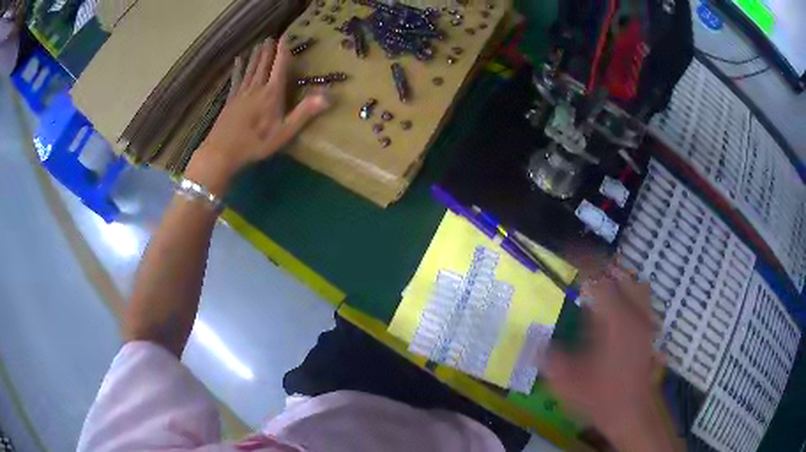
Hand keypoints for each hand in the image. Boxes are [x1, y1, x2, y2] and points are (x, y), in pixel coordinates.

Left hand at [185, 37, 330, 195]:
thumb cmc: (255, 144)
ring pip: (251, 69)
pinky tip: (238, 61)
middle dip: (268, 50)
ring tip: (259, 44)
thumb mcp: (284, 132)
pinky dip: (239, 68)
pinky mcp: (230, 100)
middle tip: (271, 37)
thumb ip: (304, 113)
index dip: (283, 51)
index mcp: (271, 94)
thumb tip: (328, 96)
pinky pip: (236, 79)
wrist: (221, 153)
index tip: (285, 36)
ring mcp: (241, 93)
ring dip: (256, 56)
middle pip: (264, 65)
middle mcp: (257, 88)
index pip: (279, 67)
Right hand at [545, 264, 662, 441]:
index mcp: (614, 320)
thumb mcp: (567, 381)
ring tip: (601, 281)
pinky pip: (642, 300)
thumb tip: (530, 341)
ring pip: (636, 284)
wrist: (633, 412)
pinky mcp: (649, 332)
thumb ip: (549, 357)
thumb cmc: (602, 397)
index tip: (567, 251)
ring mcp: (645, 322)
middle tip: (582, 266)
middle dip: (602, 264)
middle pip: (622, 274)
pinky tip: (617, 307)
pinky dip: (630, 293)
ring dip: (618, 277)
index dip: (582, 261)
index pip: (598, 278)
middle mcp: (633, 314)